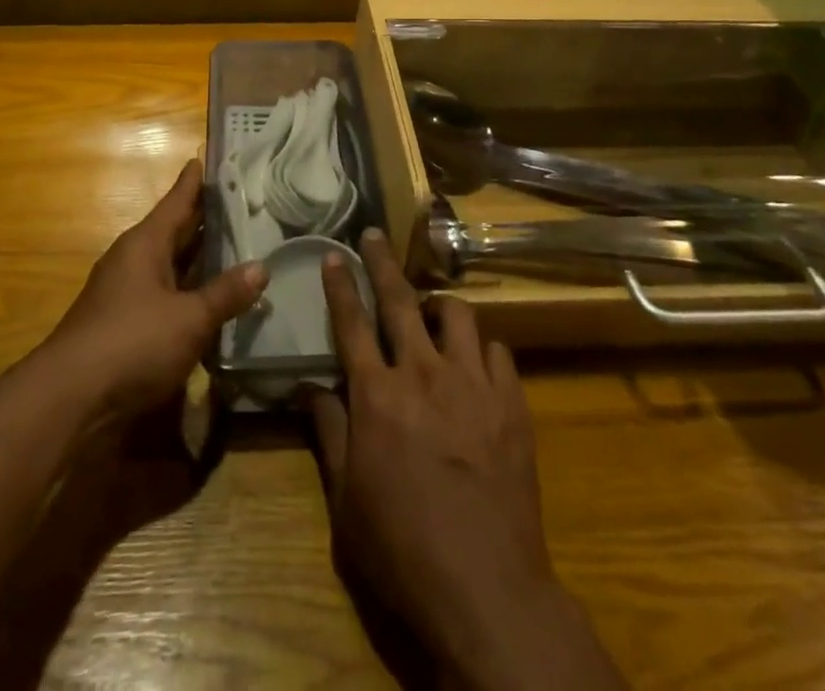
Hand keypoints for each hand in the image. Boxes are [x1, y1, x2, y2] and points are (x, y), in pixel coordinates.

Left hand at [46, 159, 265, 417]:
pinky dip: (188, 291)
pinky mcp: (124, 324)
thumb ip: (225, 294)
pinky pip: (165, 294)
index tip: (207, 157)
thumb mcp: (189, 319)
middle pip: (174, 231)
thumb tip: (261, 268)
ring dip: (198, 258)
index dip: (194, 181)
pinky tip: (211, 300)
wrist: (69, 399)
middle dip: (204, 219)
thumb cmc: (132, 343)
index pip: (177, 201)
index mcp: (146, 243)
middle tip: (240, 203)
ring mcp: (125, 292)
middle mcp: (134, 260)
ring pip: (170, 264)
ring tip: (235, 247)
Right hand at [308, 229, 622, 690]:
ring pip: (456, 313)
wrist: (486, 589)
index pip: (351, 323)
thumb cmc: (402, 550)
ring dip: (438, 305)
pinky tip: (474, 362)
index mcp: (376, 396)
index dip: (340, 285)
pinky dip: (480, 347)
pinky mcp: (511, 402)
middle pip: (400, 299)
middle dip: (382, 262)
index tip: (333, 254)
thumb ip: (329, 434)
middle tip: (373, 236)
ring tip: (431, 313)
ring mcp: (472, 383)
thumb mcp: (346, 501)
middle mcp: (422, 374)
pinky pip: (496, 350)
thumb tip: (314, 387)